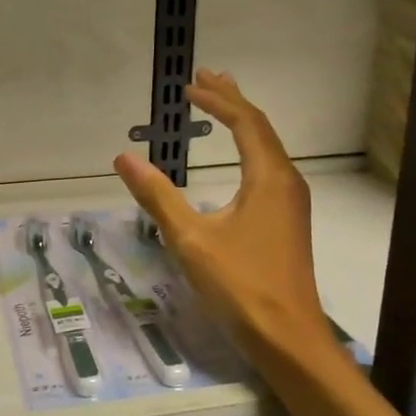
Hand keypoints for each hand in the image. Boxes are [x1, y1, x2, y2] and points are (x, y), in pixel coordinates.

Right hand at [113, 71, 326, 355]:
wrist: (288, 338)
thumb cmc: (240, 285)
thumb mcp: (191, 238)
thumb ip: (158, 195)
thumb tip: (124, 157)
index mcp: (268, 177)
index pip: (244, 122)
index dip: (217, 99)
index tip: (190, 86)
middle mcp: (286, 182)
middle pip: (260, 128)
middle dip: (233, 100)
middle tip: (207, 77)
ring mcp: (291, 203)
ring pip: (268, 148)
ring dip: (244, 122)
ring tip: (223, 103)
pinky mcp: (288, 222)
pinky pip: (269, 167)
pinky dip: (250, 148)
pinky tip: (240, 158)